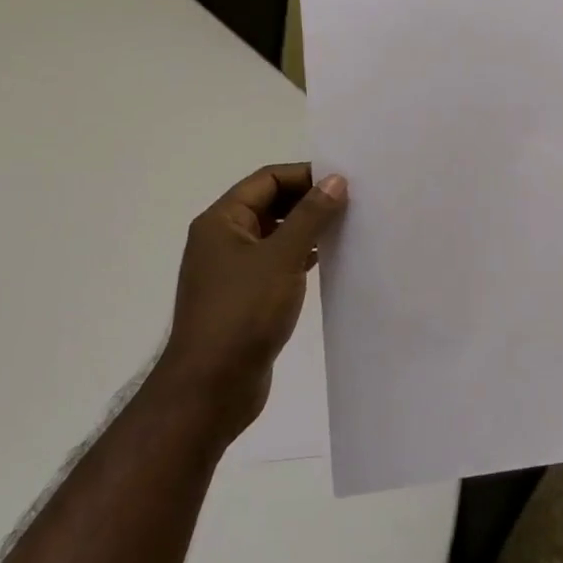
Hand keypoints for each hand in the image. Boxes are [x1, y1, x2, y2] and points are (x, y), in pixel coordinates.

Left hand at [155, 163, 347, 443]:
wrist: (211, 387)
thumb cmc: (243, 313)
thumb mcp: (282, 257)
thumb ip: (311, 216)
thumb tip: (336, 180)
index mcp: (221, 222)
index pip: (267, 179)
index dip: (305, 175)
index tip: (344, 181)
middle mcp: (222, 240)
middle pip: (270, 204)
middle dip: (308, 201)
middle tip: (352, 203)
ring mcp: (231, 270)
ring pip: (274, 235)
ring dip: (307, 229)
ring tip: (346, 229)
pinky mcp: (244, 297)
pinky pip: (276, 262)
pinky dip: (300, 256)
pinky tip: (325, 261)